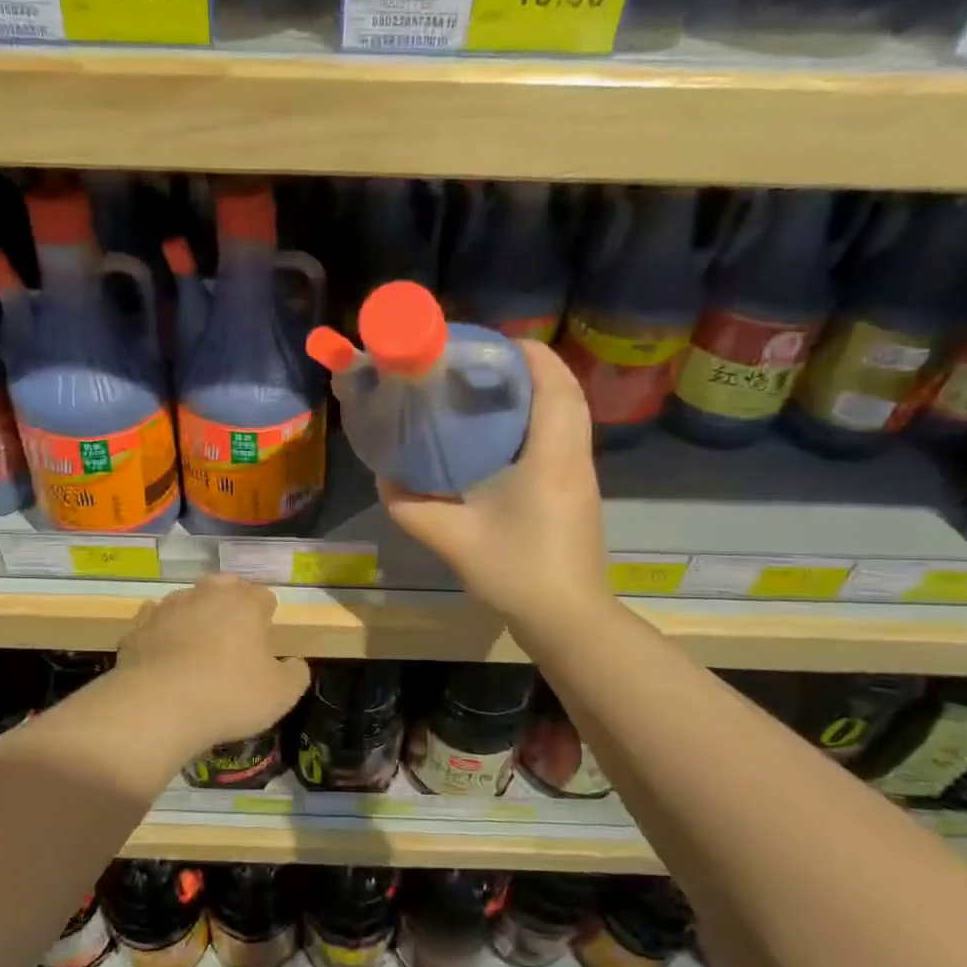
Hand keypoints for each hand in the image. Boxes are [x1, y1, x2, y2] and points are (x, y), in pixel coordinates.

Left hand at [113, 575, 310, 758]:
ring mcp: (169, 606)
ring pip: (189, 601)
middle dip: (231, 605)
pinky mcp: (138, 625)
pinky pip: (156, 621)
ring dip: (195, 616)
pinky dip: (162, 632)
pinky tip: (164, 655)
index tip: (264, 645)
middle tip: (233, 640)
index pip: (264, 597)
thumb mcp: (281, 695)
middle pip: (225, 587)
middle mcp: (207, 593)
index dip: (267, 618)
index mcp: (246, 602)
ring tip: (196, 649)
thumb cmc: (229, 696)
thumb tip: (294, 663)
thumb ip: (296, 673)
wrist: (156, 706)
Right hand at [380, 340, 604, 629]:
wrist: (569, 619)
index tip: (485, 346)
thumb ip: (411, 507)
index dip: (525, 354)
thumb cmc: (517, 573)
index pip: (553, 382)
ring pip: (568, 412)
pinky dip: (539, 419)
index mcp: (551, 455)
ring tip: (485, 395)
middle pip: (564, 390)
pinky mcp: (578, 490)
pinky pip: (565, 435)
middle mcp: (574, 455)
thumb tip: (384, 478)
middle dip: (526, 368)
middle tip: (477, 369)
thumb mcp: (452, 540)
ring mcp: (581, 473)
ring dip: (535, 393)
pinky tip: (500, 438)